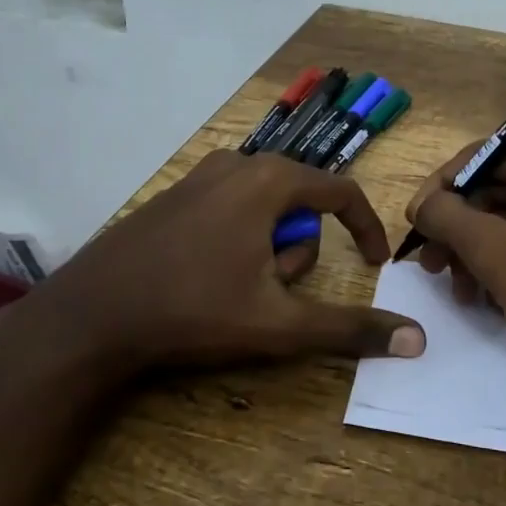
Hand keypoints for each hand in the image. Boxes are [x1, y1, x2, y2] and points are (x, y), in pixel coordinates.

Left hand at [0, 150, 426, 381]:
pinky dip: (238, 242)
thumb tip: (416, 341)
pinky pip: (230, 210)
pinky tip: (207, 279)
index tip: (376, 264)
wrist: (89, 316)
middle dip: (298, 253)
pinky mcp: (174, 196)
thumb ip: (350, 328)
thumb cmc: (193, 310)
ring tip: (237, 291)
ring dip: (268, 251)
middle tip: (272, 294)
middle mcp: (236, 164)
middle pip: (300, 205)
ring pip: (264, 209)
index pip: (341, 192)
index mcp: (268, 180)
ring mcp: (199, 177)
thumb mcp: (279, 324)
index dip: (367, 228)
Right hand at [406, 131, 505, 410]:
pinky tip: (486, 299)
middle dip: (459, 230)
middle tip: (430, 266)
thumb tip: (421, 203)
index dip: (440, 191)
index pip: (480, 157)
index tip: (412, 226)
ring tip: (458, 291)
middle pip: (494, 189)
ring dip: (477, 253)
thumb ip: (449, 218)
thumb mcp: (498, 253)